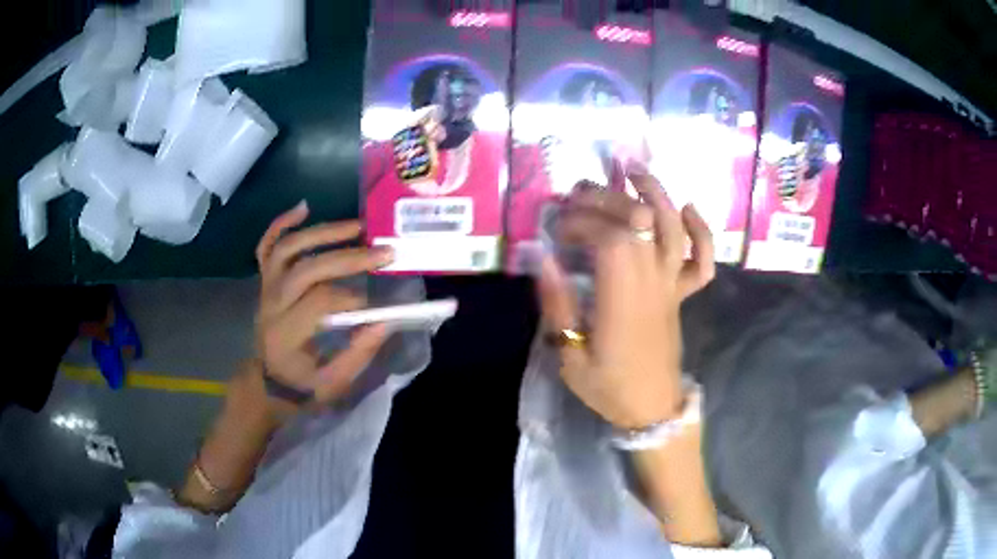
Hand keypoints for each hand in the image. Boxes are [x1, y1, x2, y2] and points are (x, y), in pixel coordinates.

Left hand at [254, 202, 393, 420]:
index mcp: (286, 334)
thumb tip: (385, 321)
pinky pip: (267, 245)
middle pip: (307, 269)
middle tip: (383, 252)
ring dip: (323, 232)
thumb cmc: (300, 385)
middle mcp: (272, 304)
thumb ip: (358, 354)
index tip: (374, 306)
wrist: (266, 381)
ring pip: (287, 249)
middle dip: (348, 258)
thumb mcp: (333, 384)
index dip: (350, 299)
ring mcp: (266, 288)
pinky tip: (304, 207)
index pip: (319, 302)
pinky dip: (282, 223)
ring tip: (357, 226)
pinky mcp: (265, 280)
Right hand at [537, 170, 715, 428]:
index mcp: (623, 299)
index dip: (582, 222)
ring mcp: (672, 285)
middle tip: (579, 192)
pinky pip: (702, 259)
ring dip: (655, 194)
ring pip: (673, 229)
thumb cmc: (608, 386)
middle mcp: (652, 282)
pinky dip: (701, 231)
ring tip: (633, 172)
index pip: (610, 238)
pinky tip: (687, 209)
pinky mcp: (682, 293)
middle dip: (606, 199)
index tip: (558, 229)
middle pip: (638, 223)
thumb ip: (558, 305)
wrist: (652, 408)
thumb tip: (543, 258)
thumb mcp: (569, 356)